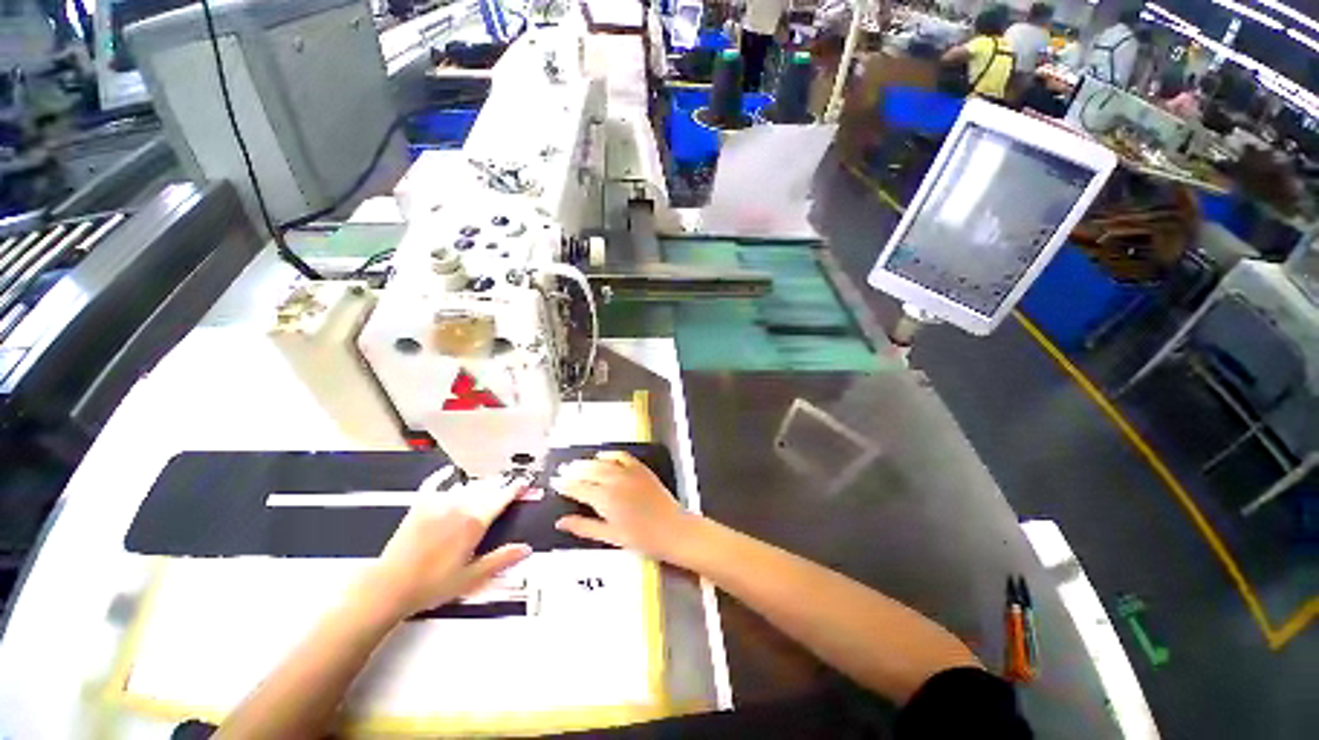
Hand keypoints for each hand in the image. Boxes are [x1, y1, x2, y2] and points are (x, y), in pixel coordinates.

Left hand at [362, 476, 531, 622]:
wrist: (389, 588)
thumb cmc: (431, 585)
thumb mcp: (472, 577)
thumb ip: (500, 559)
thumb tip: (525, 549)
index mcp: (474, 523)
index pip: (501, 499)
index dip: (514, 489)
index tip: (523, 483)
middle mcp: (458, 507)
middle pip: (485, 489)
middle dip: (499, 485)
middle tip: (508, 484)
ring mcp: (437, 504)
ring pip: (465, 486)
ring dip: (478, 484)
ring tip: (487, 483)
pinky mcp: (419, 506)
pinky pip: (433, 484)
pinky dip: (443, 476)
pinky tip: (448, 471)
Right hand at [551, 451, 695, 561]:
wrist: (672, 529)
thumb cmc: (642, 538)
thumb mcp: (609, 536)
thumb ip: (583, 527)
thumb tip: (562, 522)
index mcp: (605, 499)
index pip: (578, 488)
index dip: (564, 485)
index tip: (556, 483)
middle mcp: (615, 481)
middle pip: (588, 470)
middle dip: (573, 471)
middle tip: (562, 472)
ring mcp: (629, 472)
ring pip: (602, 462)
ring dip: (587, 462)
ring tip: (577, 464)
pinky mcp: (640, 468)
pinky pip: (621, 456)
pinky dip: (609, 454)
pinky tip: (602, 456)